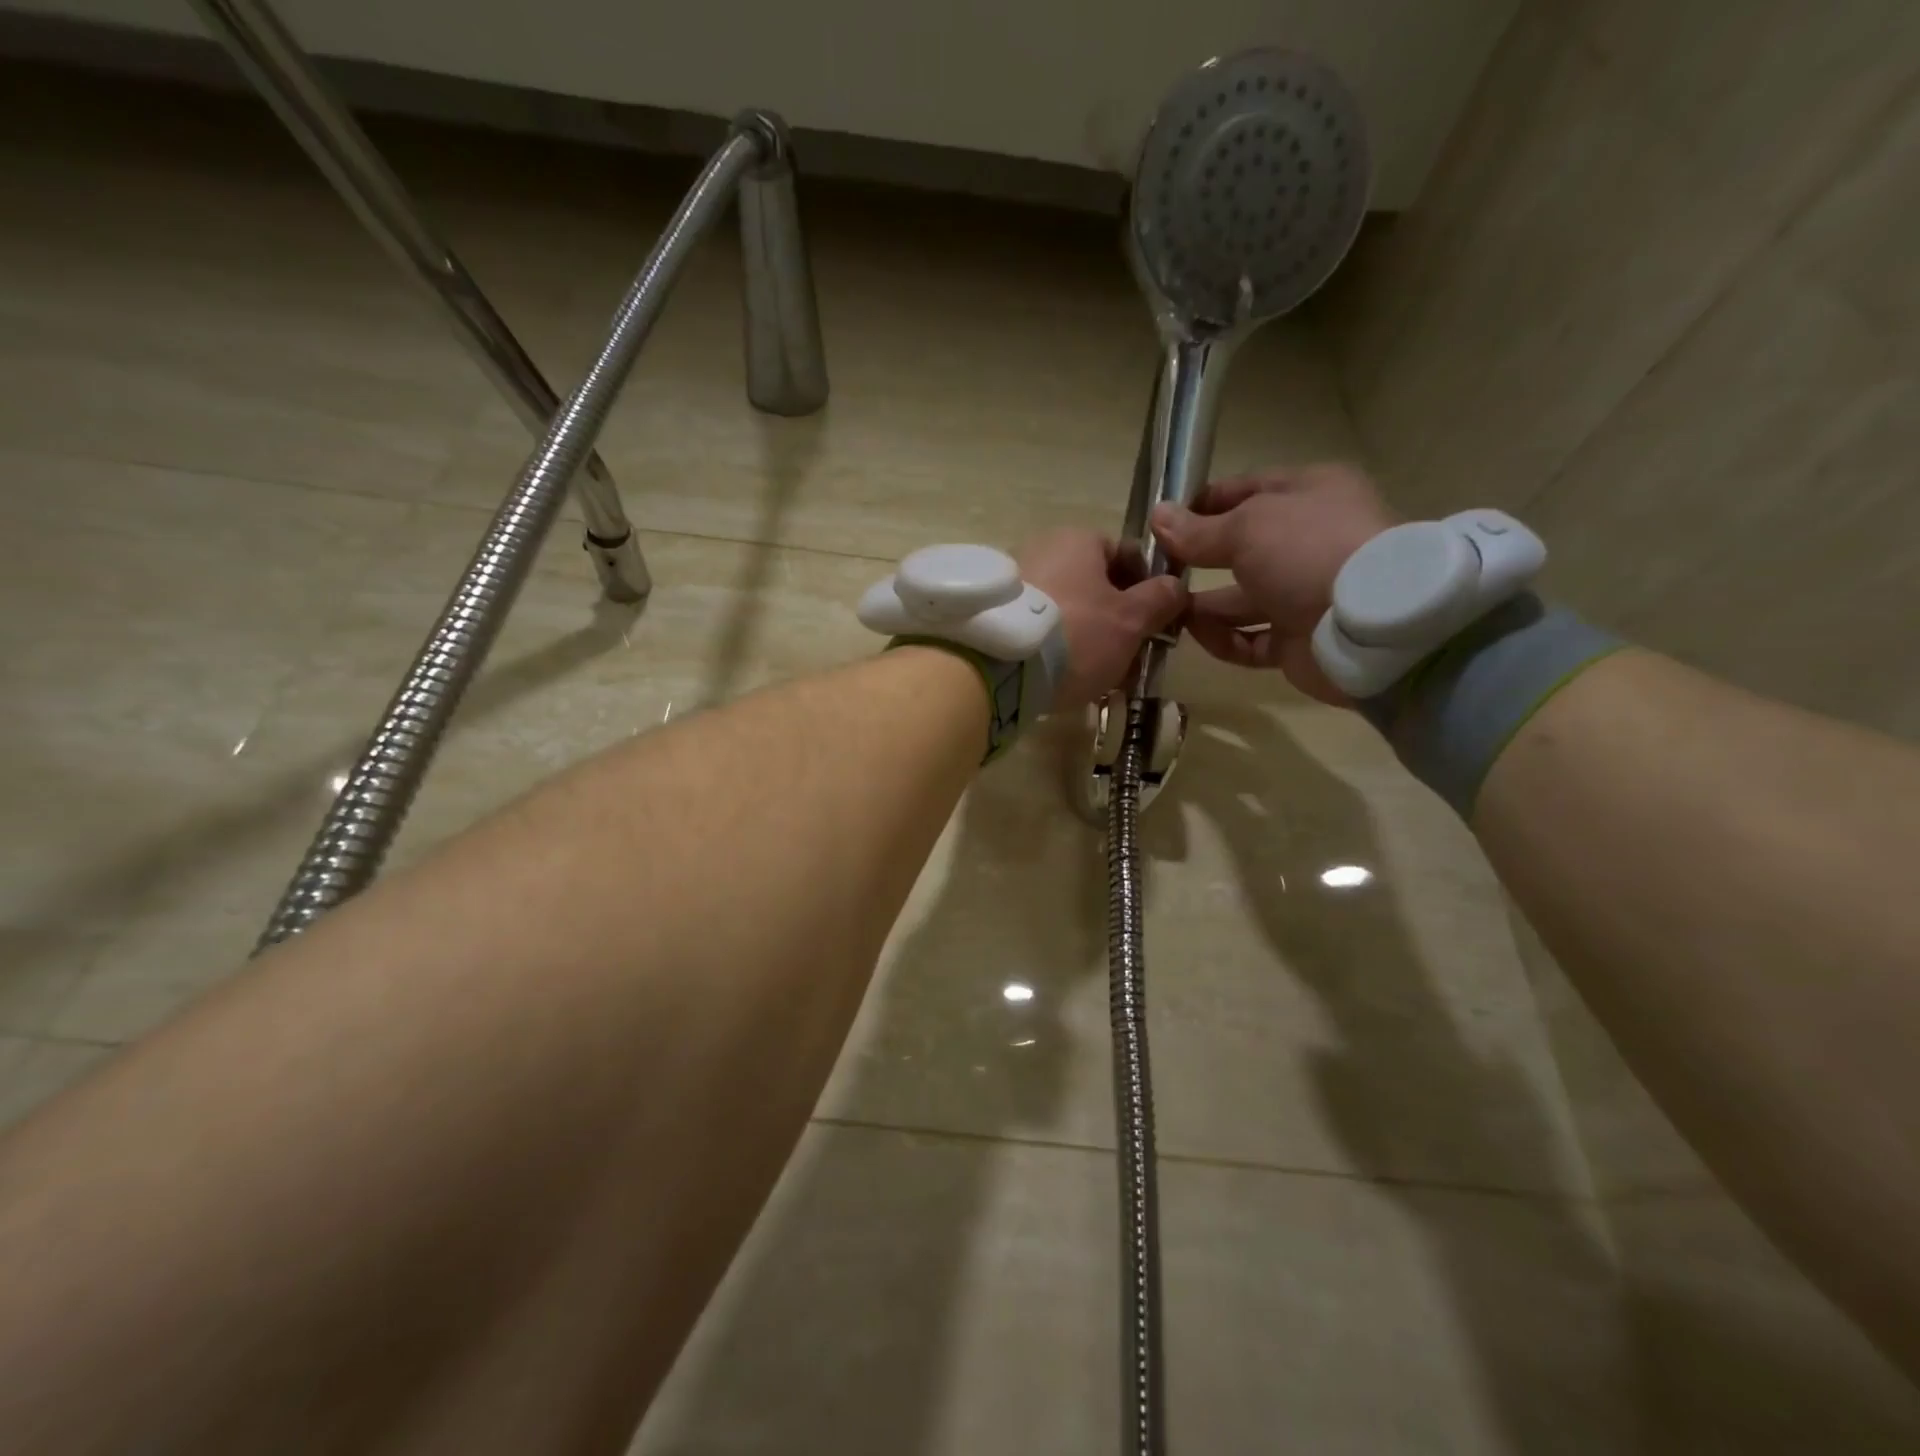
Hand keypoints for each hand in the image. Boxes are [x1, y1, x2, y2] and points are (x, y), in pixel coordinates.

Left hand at [1016, 530, 1185, 710]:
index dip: (1145, 588)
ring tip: (1098, 677)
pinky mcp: (992, 616)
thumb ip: (1160, 600)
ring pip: (1066, 611)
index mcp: (1077, 539)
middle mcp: (1040, 549)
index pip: (1124, 555)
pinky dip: (1053, 649)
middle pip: (1092, 586)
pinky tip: (1063, 679)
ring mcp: (1011, 583)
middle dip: (1114, 621)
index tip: (1153, 624)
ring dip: (1086, 639)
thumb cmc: (1077, 634)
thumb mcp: (1131, 620)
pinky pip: (1037, 629)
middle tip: (1128, 658)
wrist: (998, 667)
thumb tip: (1175, 586)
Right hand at [1150, 463, 1398, 703]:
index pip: (1246, 490)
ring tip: (1166, 609)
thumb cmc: (1306, 551)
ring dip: (1203, 606)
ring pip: (1240, 599)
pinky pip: (1250, 639)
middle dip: (1197, 559)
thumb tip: (1157, 517)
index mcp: (1308, 495)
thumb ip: (1197, 530)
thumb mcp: (1245, 527)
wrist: (1368, 625)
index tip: (1161, 520)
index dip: (1203, 503)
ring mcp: (1304, 593)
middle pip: (1240, 548)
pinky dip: (1223, 639)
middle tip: (1155, 572)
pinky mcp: (1298, 640)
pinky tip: (1197, 634)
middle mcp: (1307, 542)